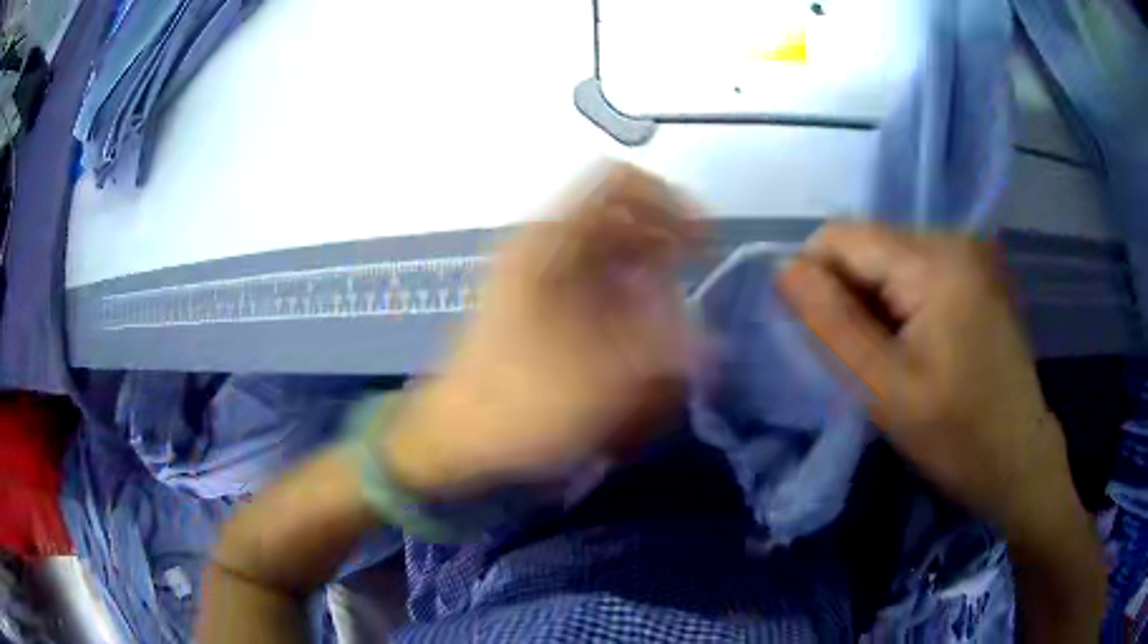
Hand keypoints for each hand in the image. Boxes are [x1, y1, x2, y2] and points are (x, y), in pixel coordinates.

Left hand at [384, 164, 702, 496]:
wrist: (457, 435)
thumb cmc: (523, 402)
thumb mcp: (605, 375)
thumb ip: (666, 344)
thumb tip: (707, 334)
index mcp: (551, 241)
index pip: (619, 183)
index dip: (669, 201)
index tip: (701, 242)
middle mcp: (543, 245)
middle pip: (617, 215)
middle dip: (664, 239)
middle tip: (696, 276)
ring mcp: (537, 273)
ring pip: (607, 248)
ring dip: (647, 266)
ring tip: (674, 305)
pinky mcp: (538, 301)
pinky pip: (593, 277)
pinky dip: (626, 289)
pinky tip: (642, 323)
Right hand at [778, 222, 1074, 536]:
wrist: (1020, 460)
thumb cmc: (957, 437)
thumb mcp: (884, 390)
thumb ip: (830, 324)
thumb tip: (784, 269)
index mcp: (935, 260)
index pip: (841, 236)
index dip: (815, 280)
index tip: (824, 340)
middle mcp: (955, 238)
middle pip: (869, 245)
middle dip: (850, 296)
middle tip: (865, 361)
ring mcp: (972, 254)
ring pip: (891, 259)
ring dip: (875, 303)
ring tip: (893, 359)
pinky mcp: (978, 274)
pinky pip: (918, 272)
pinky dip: (902, 305)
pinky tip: (917, 347)